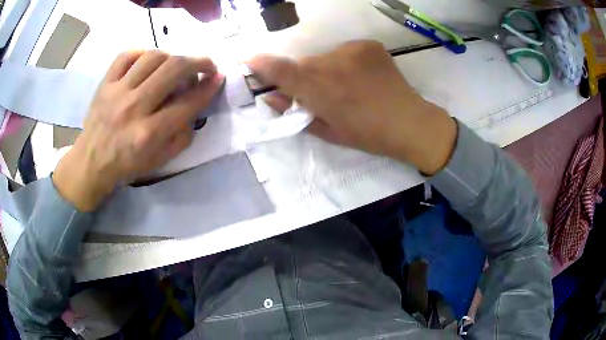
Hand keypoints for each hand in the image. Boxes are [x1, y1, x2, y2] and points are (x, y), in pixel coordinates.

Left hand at [53, 50, 224, 210]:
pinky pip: (126, 55)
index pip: (188, 102)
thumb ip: (182, 136)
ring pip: (153, 57)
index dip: (209, 87)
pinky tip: (147, 61)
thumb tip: (195, 108)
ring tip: (174, 66)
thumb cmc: (126, 165)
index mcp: (149, 133)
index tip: (218, 78)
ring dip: (171, 57)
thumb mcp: (159, 161)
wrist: (90, 163)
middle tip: (205, 65)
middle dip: (198, 62)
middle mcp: (134, 107)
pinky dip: (142, 53)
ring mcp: (117, 92)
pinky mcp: (105, 84)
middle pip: (174, 69)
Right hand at [247, 40, 456, 174]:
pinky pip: (345, 52)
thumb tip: (271, 96)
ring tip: (348, 86)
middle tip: (322, 92)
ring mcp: (352, 51)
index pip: (282, 71)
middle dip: (305, 76)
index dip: (262, 64)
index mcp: (320, 91)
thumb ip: (295, 112)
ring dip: (327, 69)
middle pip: (304, 63)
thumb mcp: (327, 132)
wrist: (410, 123)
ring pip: (324, 57)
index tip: (249, 59)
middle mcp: (332, 64)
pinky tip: (363, 77)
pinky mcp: (368, 45)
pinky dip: (347, 63)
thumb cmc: (367, 135)